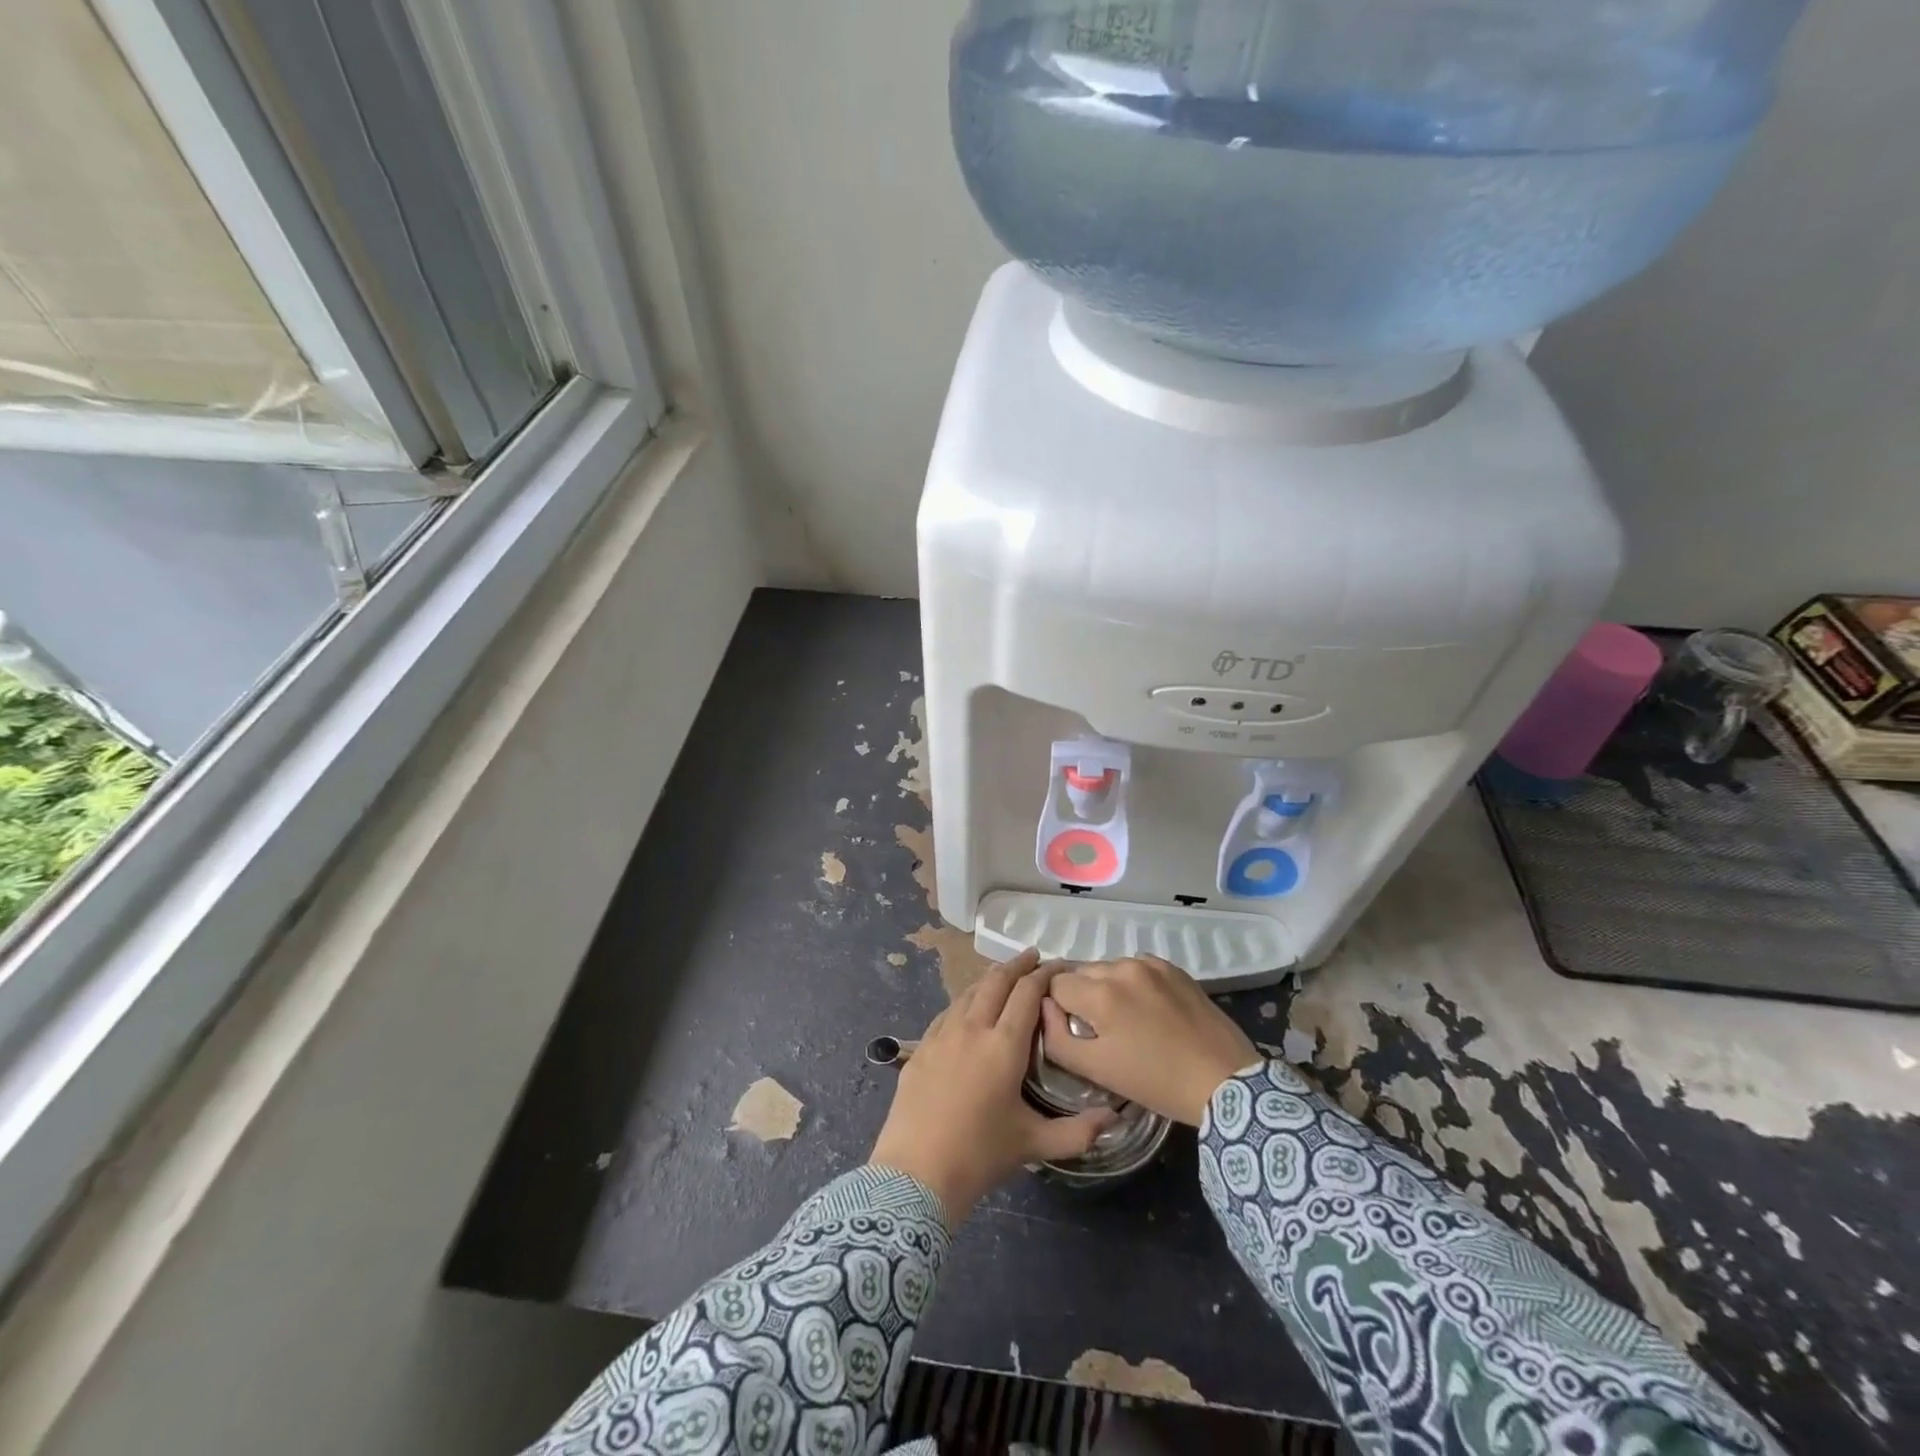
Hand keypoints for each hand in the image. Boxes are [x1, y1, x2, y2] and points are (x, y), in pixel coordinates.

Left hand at [870, 949, 1114, 1221]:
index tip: (1058, 965)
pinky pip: (948, 1011)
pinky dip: (965, 1000)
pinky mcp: (920, 1047)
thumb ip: (1078, 1132)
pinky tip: (967, 1007)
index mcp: (1004, 1045)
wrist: (915, 1173)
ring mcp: (942, 1034)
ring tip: (1004, 976)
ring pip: (969, 992)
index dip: (1044, 975)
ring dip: (990, 979)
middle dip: (1017, 965)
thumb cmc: (979, 1155)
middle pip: (996, 982)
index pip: (1027, 994)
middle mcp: (972, 1028)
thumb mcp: (1034, 1145)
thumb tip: (1113, 1119)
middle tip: (1034, 957)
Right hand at [1042, 957, 1260, 1126]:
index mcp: (1099, 992)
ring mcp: (1150, 964)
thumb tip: (1045, 1009)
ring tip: (1124, 1020)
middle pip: (1081, 973)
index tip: (1069, 1028)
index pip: (1055, 985)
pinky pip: (1137, 968)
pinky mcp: (1174, 968)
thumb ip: (1056, 1037)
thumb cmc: (1156, 1081)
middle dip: (1081, 997)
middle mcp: (1121, 967)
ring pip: (1109, 968)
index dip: (1056, 1007)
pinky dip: (1133, 984)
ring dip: (1107, 988)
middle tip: (1097, 1029)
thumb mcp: (1096, 1070)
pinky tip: (1147, 1010)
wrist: (1224, 1080)